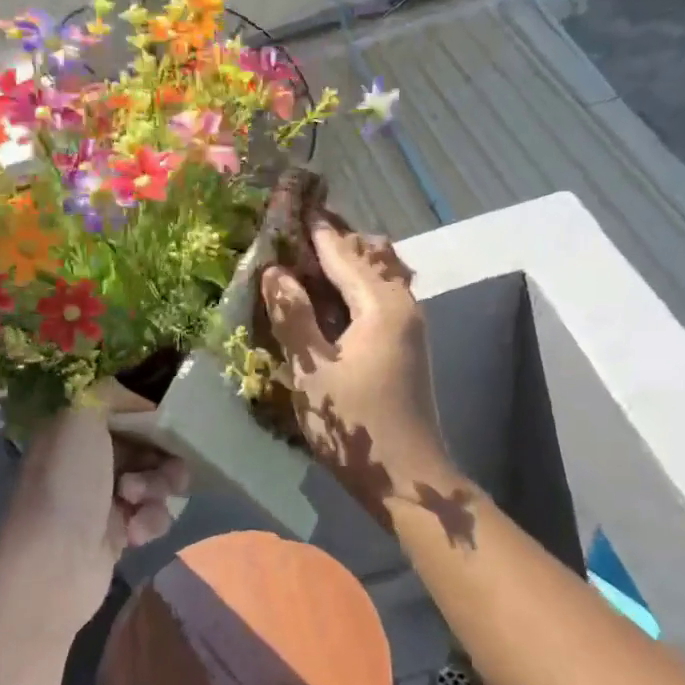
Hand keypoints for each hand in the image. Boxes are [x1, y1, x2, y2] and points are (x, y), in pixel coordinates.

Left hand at [0, 406, 187, 637]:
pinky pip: (154, 514)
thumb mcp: (80, 418)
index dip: (152, 416)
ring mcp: (104, 497)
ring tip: (138, 504)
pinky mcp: (119, 532)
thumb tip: (138, 398)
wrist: (54, 564)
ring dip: (157, 489)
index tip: (173, 425)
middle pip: (148, 446)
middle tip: (166, 471)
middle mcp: (89, 460)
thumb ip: (110, 393)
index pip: (126, 411)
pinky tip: (134, 533)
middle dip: (163, 457)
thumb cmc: (68, 484)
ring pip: (157, 480)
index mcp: (76, 430)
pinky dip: (151, 521)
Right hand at [261, 218, 452, 519]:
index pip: (344, 251)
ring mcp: (409, 325)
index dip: (314, 228)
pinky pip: (381, 295)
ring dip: (346, 260)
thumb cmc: (356, 428)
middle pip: (369, 254)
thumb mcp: (313, 372)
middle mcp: (403, 305)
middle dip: (333, 238)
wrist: (409, 479)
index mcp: (383, 306)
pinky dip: (355, 284)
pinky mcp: (406, 344)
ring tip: (306, 257)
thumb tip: (274, 272)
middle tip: (293, 230)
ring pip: (379, 273)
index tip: (288, 204)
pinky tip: (329, 297)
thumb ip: (292, 317)